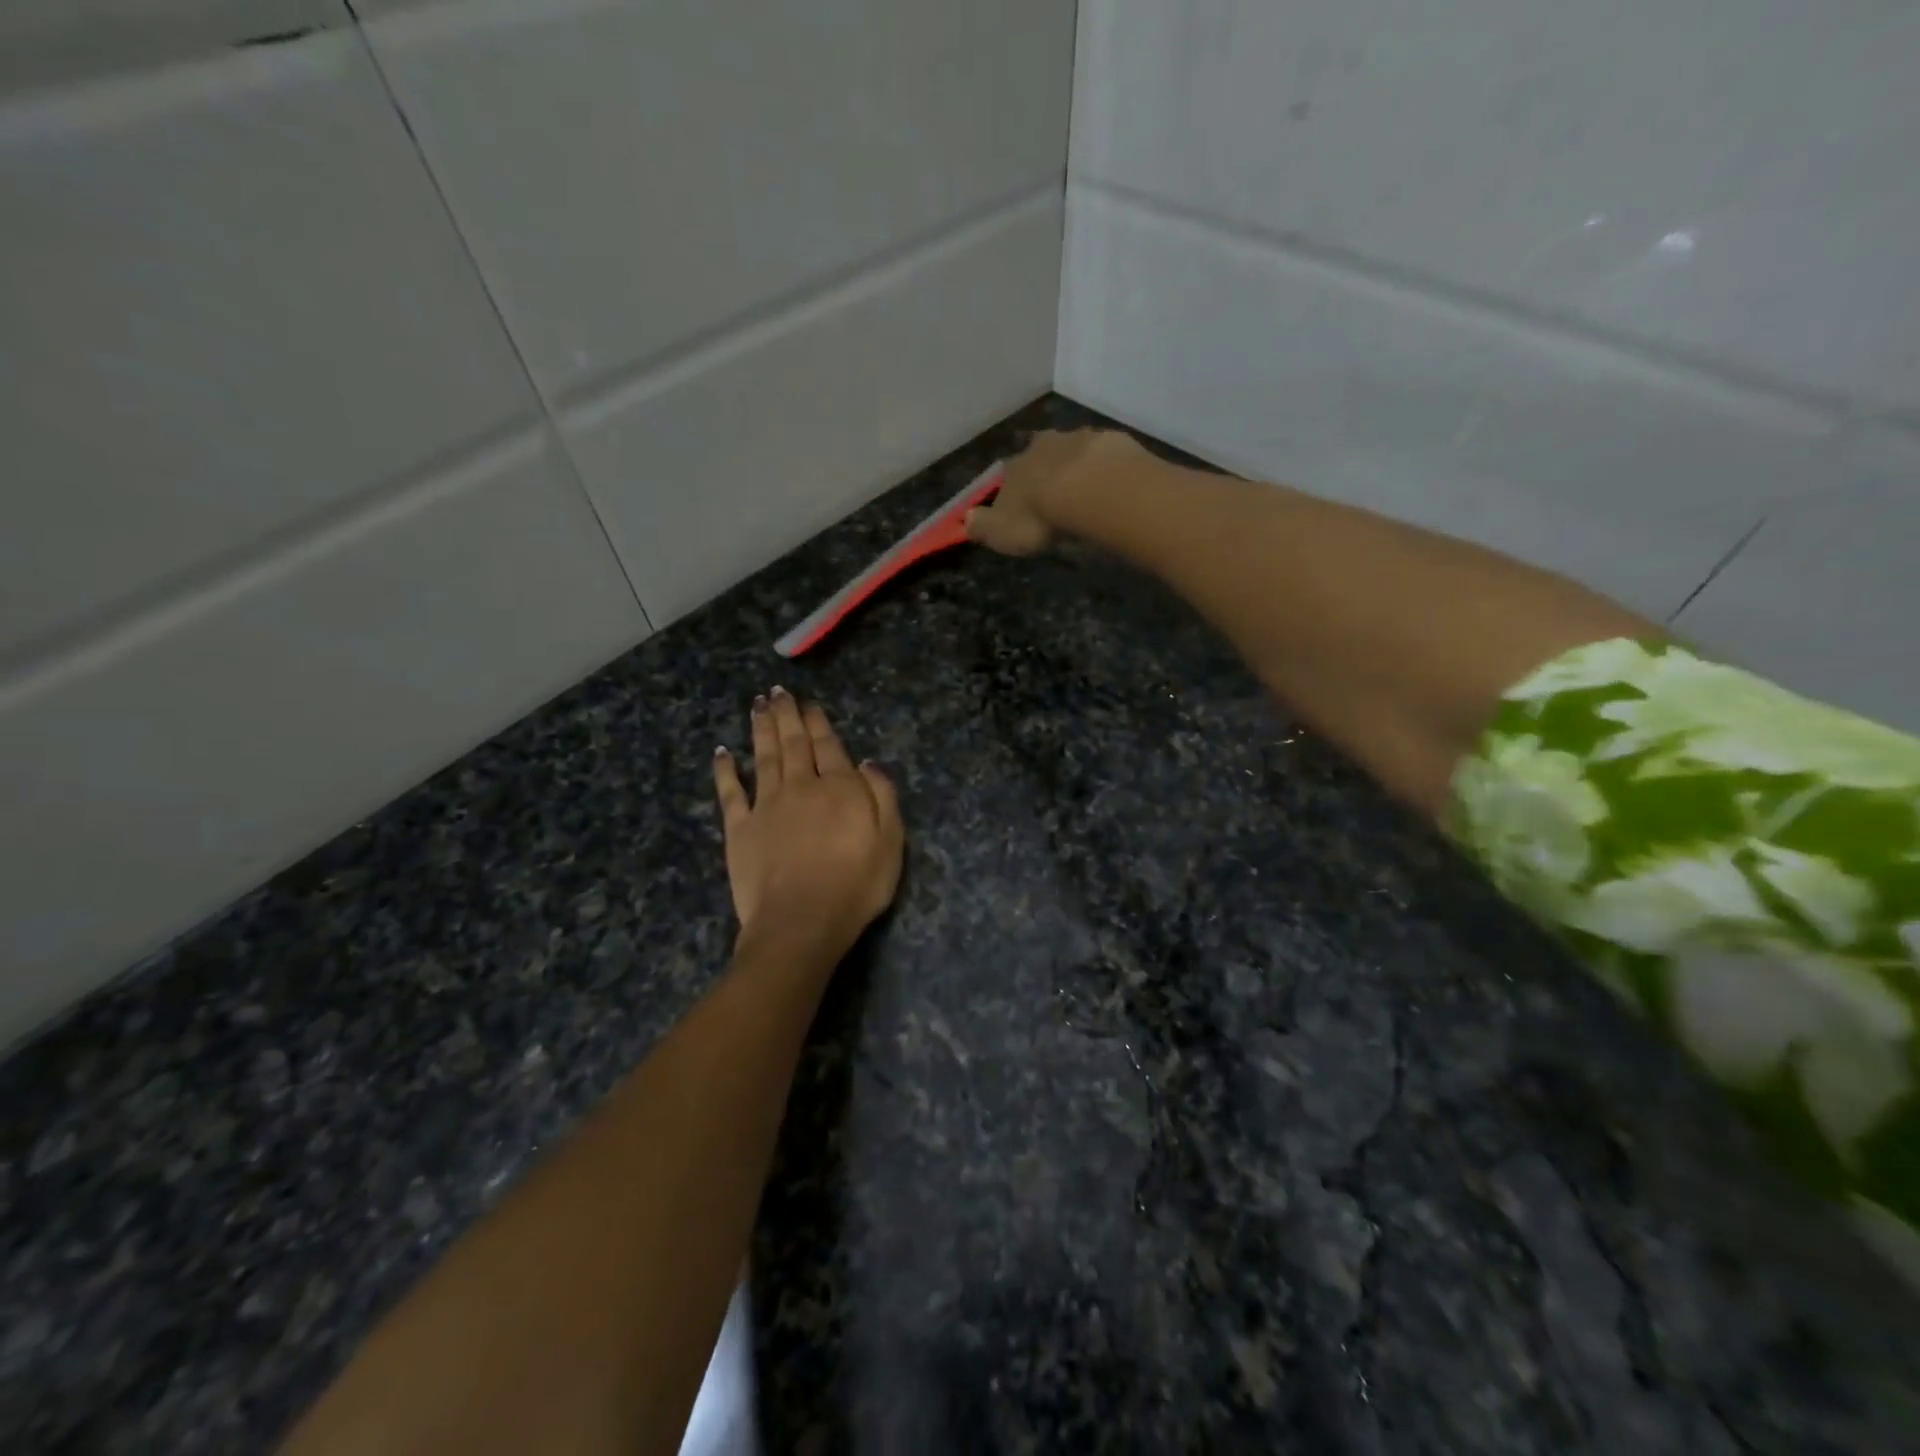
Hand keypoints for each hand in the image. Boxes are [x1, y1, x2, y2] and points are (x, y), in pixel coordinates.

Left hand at [713, 689, 903, 966]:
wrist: (801, 922)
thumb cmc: (855, 886)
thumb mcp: (890, 842)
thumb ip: (882, 797)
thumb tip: (868, 762)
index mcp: (839, 789)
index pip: (829, 746)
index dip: (819, 723)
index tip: (810, 704)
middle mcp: (801, 786)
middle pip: (794, 744)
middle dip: (787, 715)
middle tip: (778, 692)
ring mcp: (767, 805)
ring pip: (764, 757)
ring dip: (761, 729)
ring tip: (757, 705)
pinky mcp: (740, 828)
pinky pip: (730, 792)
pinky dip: (725, 770)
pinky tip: (722, 752)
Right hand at [964, 429, 1143, 555]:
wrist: (1090, 490)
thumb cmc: (1040, 517)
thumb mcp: (1001, 532)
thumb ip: (983, 526)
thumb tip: (966, 520)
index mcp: (1015, 468)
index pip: (1007, 476)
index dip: (1013, 490)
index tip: (1021, 505)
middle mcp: (1043, 447)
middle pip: (1040, 455)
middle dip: (1045, 470)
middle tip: (1056, 493)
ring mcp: (1079, 440)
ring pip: (1073, 450)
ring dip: (1076, 466)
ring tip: (1086, 490)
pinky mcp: (1111, 443)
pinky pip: (1105, 455)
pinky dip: (1105, 466)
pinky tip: (1112, 484)